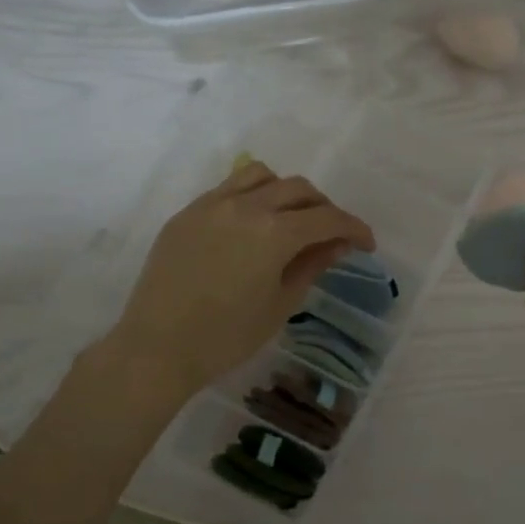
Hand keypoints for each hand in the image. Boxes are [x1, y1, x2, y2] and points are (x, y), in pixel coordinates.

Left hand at [99, 160, 374, 399]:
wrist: (157, 348)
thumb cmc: (227, 336)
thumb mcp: (281, 304)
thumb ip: (312, 265)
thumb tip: (337, 244)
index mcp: (275, 232)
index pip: (328, 218)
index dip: (354, 228)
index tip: (367, 244)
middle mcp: (246, 206)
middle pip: (299, 189)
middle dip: (324, 208)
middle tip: (332, 236)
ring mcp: (212, 204)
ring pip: (262, 176)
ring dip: (286, 192)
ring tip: (290, 219)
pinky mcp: (188, 213)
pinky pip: (228, 188)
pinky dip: (252, 196)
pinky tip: (252, 225)